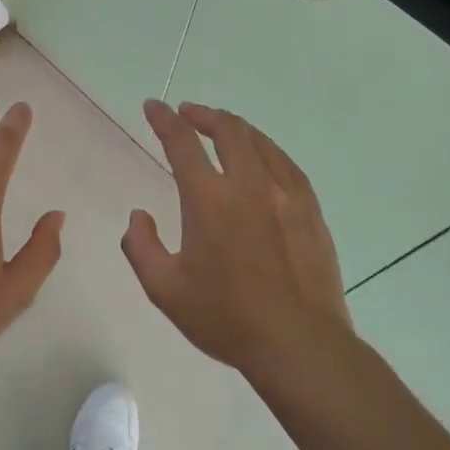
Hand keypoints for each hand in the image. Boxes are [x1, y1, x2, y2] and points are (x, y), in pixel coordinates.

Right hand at [123, 100, 354, 390]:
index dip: (164, 120)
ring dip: (236, 128)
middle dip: (204, 115)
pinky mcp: (310, 210)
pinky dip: (267, 150)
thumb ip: (141, 247)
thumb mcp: (165, 290)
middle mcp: (249, 185)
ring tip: (222, 129)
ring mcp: (286, 194)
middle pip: (228, 130)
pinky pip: (287, 164)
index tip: (154, 106)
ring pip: (260, 142)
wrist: (299, 343)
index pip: (182, 143)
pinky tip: (263, 158)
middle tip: (189, 114)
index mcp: (209, 199)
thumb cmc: (226, 318)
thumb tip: (139, 216)